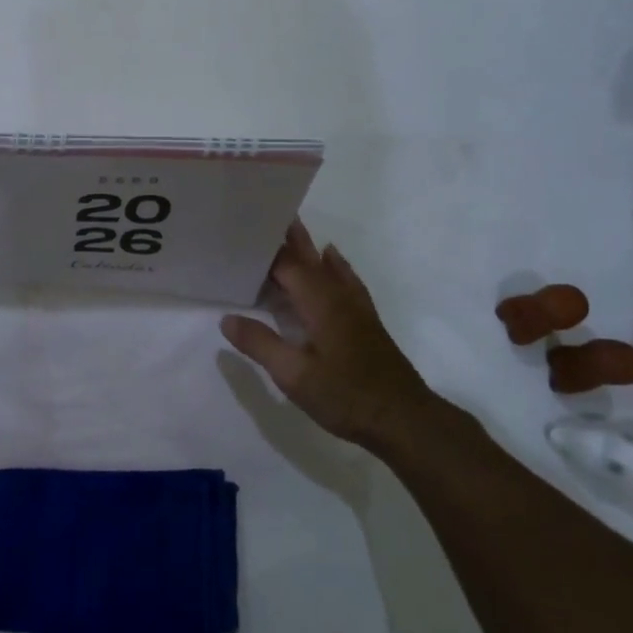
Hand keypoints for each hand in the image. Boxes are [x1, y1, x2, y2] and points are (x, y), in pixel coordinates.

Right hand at [220, 220, 434, 450]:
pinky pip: (345, 278)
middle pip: (309, 257)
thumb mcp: (294, 375)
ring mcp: (356, 307)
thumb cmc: (347, 395)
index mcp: (320, 302)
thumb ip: (261, 344)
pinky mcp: (365, 320)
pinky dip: (333, 264)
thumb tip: (227, 319)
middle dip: (288, 237)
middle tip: (267, 213)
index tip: (241, 233)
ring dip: (308, 247)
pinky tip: (332, 259)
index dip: (264, 250)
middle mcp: (338, 296)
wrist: (404, 419)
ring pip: (328, 265)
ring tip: (291, 228)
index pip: (287, 265)